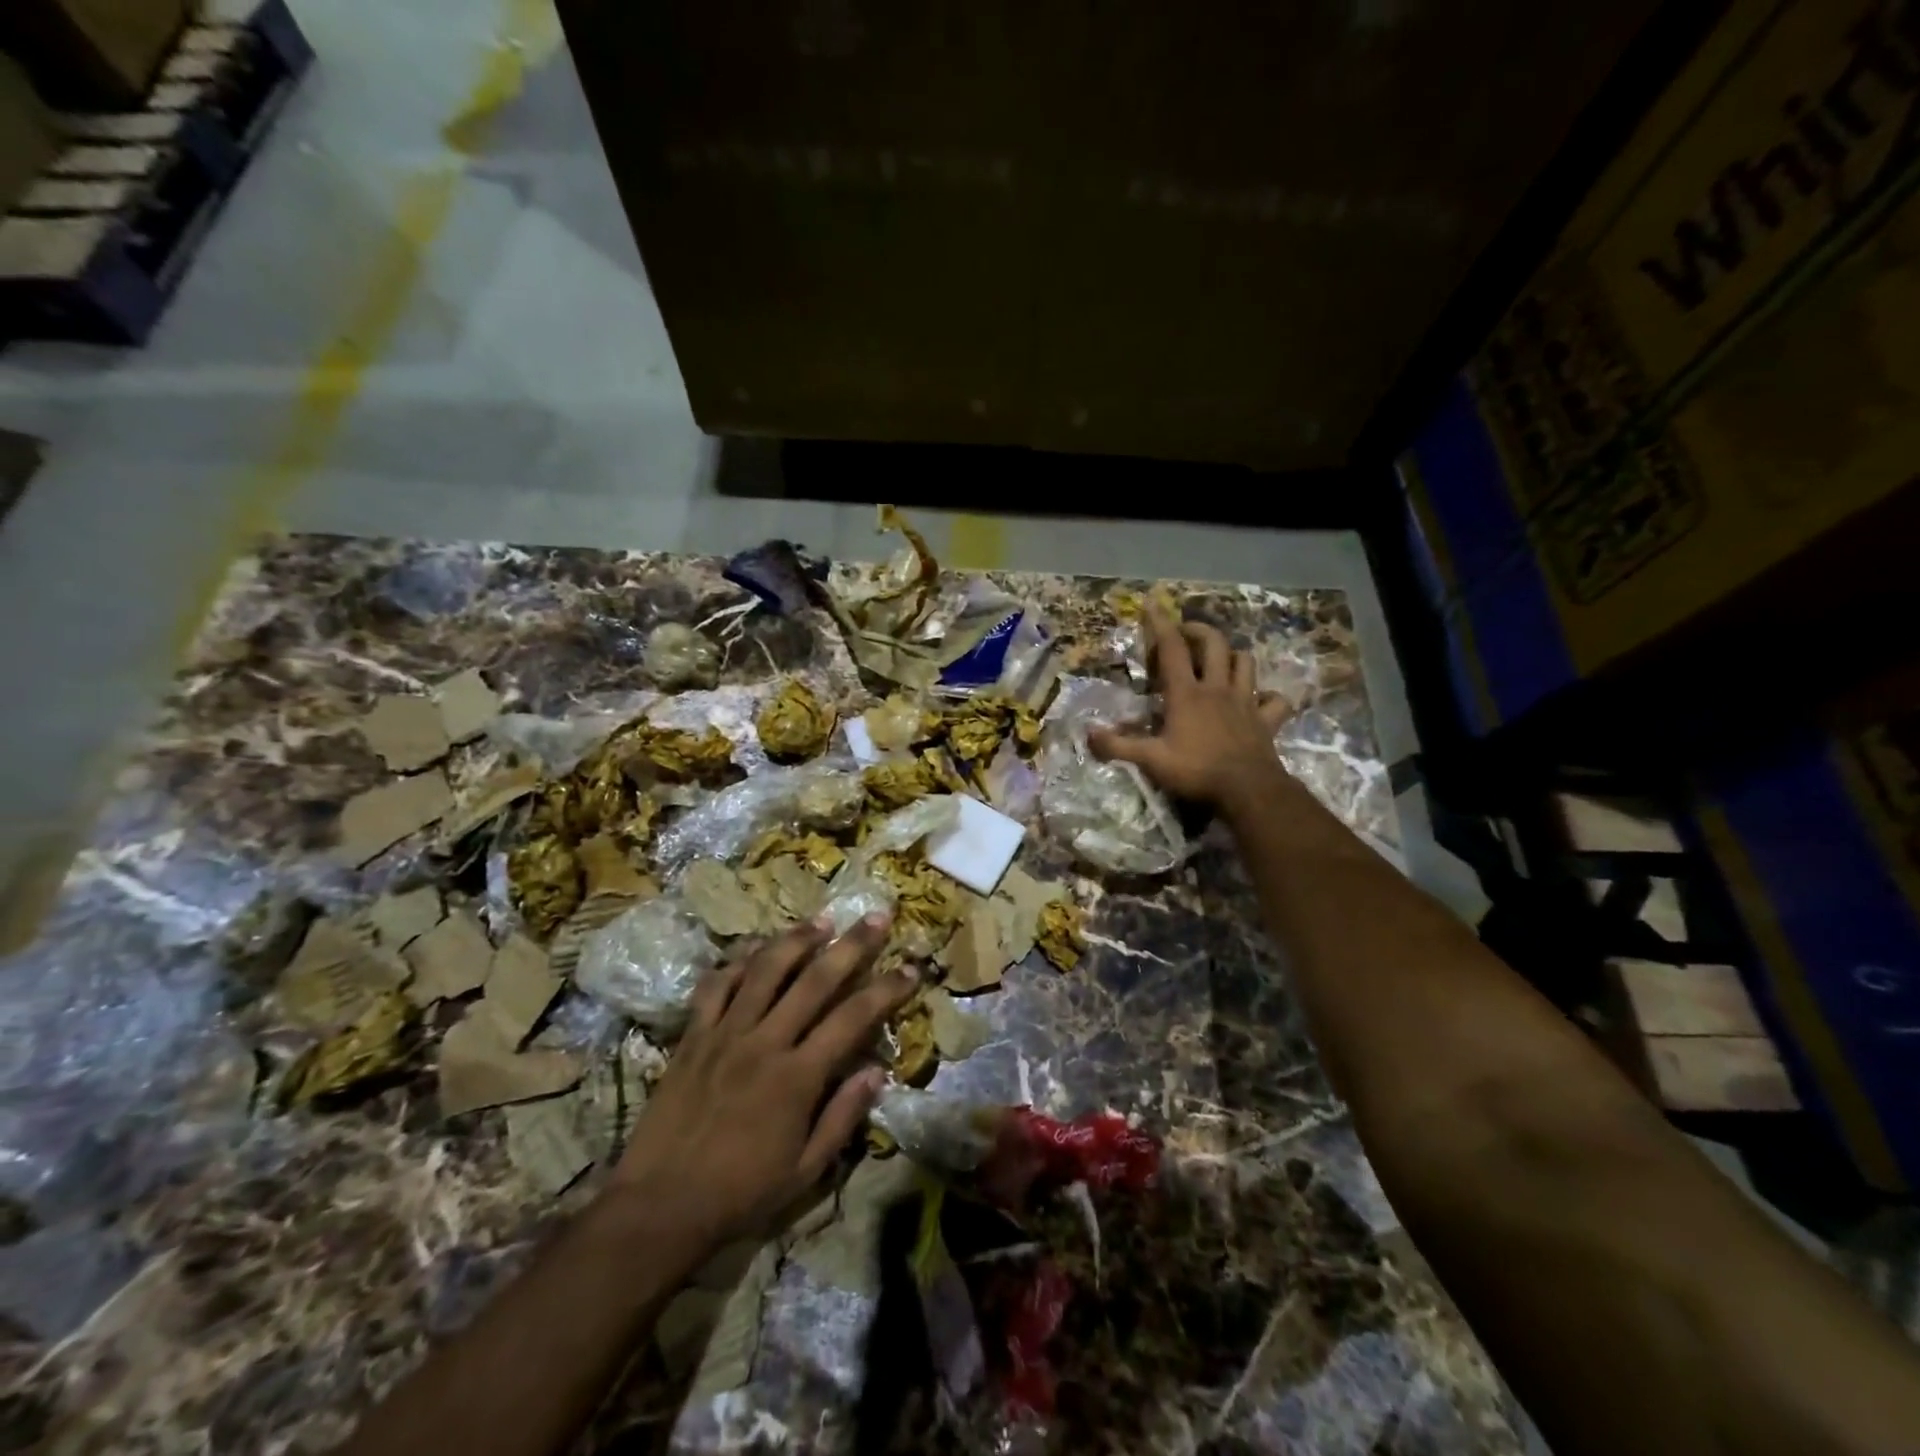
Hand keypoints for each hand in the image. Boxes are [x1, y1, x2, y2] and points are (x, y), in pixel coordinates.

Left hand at [610, 913, 914, 1247]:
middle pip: (815, 979)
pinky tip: (754, 950)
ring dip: (796, 940)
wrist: (657, 1207)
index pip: (853, 1018)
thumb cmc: (739, 1195)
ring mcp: (725, 1034)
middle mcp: (765, 1042)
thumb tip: (877, 1071)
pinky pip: (715, 986)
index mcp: (797, 1077)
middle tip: (875, 916)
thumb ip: (842, 1117)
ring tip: (820, 920)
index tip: (910, 968)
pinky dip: (736, 963)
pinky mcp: (692, 1037)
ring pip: (765, 970)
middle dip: (851, 945)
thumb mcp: (804, 1171)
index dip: (886, 989)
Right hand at [1090, 604, 1291, 813]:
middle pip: (1214, 644)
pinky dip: (1268, 697)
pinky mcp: (1266, 720)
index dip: (1160, 624)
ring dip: (1233, 656)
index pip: (1172, 649)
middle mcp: (1217, 689)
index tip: (1152, 603)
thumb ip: (1118, 746)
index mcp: (1187, 694)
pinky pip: (1275, 700)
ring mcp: (1246, 702)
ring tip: (1221, 660)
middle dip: (1200, 631)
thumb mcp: (1151, 760)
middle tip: (1186, 633)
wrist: (1248, 790)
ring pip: (1245, 663)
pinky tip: (1259, 701)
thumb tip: (1088, 734)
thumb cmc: (1197, 771)